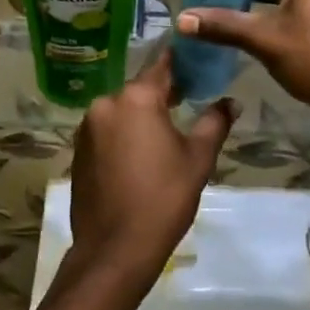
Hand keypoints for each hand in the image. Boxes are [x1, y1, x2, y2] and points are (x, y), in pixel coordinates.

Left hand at [67, 51, 235, 284]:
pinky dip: (123, 135)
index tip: (195, 59)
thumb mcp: (198, 159)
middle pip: (140, 90)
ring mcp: (87, 128)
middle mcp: (106, 104)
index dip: (180, 62)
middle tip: (188, 98)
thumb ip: (214, 123)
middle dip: (162, 93)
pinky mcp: (78, 151)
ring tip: (165, 132)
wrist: (115, 250)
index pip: (161, 66)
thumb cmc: (163, 198)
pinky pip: (106, 131)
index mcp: (136, 99)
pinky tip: (139, 155)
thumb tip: (231, 102)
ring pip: (122, 111)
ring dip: (141, 116)